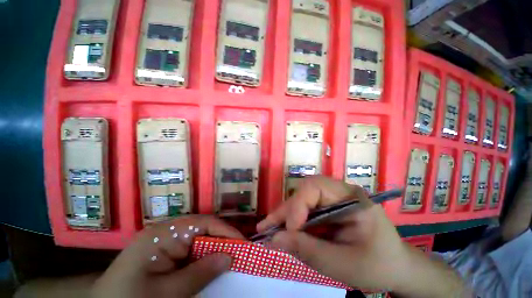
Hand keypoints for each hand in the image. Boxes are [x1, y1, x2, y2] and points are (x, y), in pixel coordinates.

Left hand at [91, 215, 243, 297]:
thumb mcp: (166, 293)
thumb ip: (199, 274)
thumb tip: (230, 256)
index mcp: (164, 233)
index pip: (204, 223)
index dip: (226, 231)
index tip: (243, 244)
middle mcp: (167, 231)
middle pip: (204, 229)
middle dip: (223, 240)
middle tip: (240, 253)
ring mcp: (166, 241)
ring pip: (200, 240)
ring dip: (215, 249)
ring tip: (230, 259)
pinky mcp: (166, 252)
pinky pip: (192, 250)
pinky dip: (204, 258)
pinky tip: (211, 267)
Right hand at [257, 176, 408, 291]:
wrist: (395, 267)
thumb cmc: (377, 265)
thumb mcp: (343, 264)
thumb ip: (307, 250)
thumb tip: (273, 239)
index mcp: (351, 198)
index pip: (317, 187)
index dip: (298, 205)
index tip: (289, 229)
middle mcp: (339, 192)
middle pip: (305, 192)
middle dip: (286, 210)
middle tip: (267, 228)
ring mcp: (332, 199)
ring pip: (301, 200)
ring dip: (285, 215)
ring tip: (268, 229)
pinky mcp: (326, 208)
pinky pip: (304, 209)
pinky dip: (291, 220)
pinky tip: (280, 230)